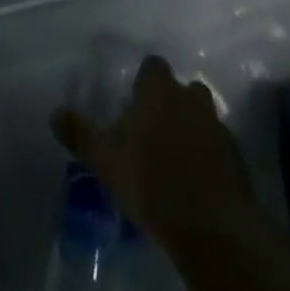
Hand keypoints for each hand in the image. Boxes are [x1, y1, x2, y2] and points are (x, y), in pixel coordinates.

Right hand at [51, 56, 259, 248]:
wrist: (210, 224)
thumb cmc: (150, 181)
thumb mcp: (105, 159)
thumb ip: (80, 134)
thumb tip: (54, 113)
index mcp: (158, 90)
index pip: (152, 66)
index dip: (144, 80)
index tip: (134, 100)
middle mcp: (189, 97)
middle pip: (181, 88)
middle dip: (170, 102)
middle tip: (154, 130)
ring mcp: (217, 126)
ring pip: (202, 115)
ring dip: (191, 127)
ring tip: (175, 156)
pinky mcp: (235, 156)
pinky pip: (217, 146)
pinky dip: (208, 155)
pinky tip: (196, 180)